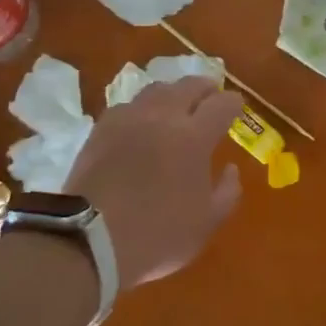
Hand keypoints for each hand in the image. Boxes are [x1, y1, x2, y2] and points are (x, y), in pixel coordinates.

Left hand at [64, 77, 244, 285]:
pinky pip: (128, 106)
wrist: (90, 239)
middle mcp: (163, 116)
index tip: (236, 106)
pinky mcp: (101, 128)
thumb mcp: (206, 224)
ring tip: (175, 105)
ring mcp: (128, 119)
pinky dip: (142, 109)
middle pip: (188, 86)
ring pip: (156, 90)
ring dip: (172, 93)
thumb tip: (230, 168)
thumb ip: (227, 193)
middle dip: (204, 87)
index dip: (233, 103)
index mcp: (194, 136)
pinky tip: (141, 123)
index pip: (221, 104)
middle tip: (210, 95)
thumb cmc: (157, 235)